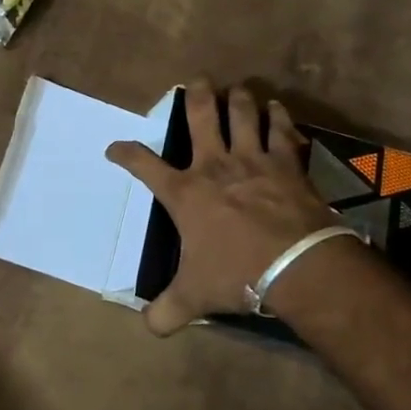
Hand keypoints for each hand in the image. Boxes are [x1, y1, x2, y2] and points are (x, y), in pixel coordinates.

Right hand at [106, 81, 336, 334]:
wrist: (295, 265)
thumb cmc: (236, 274)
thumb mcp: (194, 297)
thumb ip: (167, 310)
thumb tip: (149, 327)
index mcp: (184, 192)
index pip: (143, 164)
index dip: (125, 153)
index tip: (115, 148)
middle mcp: (215, 165)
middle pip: (200, 117)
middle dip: (195, 96)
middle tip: (196, 82)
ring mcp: (253, 160)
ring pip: (243, 114)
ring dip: (239, 99)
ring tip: (237, 89)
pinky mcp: (287, 164)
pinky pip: (282, 131)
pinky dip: (279, 117)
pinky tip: (278, 109)